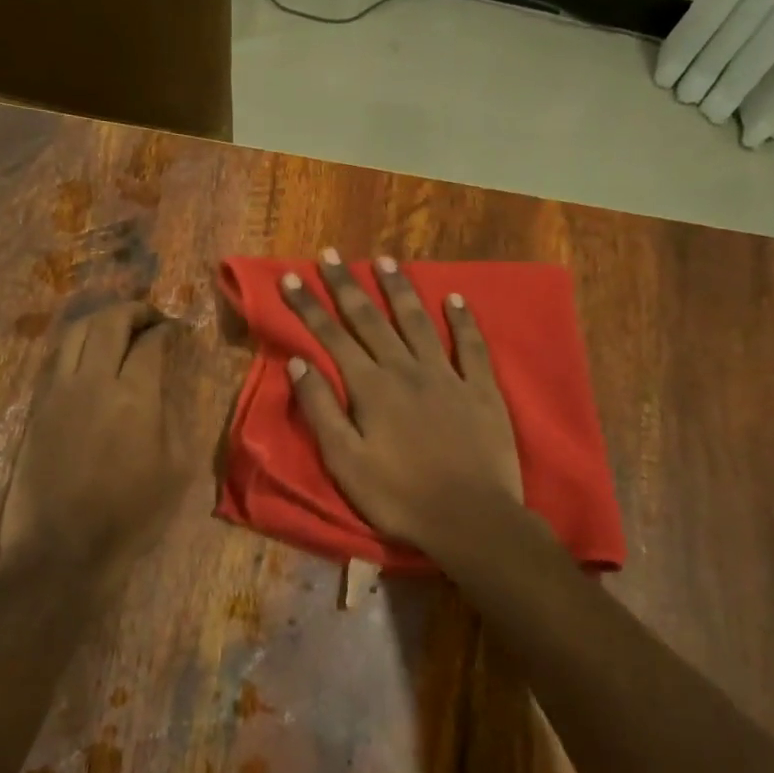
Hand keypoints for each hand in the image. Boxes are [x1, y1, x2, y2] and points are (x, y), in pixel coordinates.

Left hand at [0, 301, 187, 573]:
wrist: (63, 549)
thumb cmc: (131, 515)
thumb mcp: (175, 469)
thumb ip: (172, 416)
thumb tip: (164, 386)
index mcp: (134, 397)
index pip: (151, 342)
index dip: (168, 329)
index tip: (179, 331)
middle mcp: (93, 381)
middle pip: (109, 322)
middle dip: (134, 311)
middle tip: (151, 318)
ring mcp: (59, 391)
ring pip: (76, 332)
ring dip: (102, 320)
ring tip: (119, 328)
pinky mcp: (38, 407)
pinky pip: (58, 358)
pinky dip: (78, 344)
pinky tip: (91, 356)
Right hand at [282, 252, 521, 557]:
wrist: (470, 518)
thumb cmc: (399, 496)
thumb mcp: (345, 461)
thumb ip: (321, 410)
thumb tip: (299, 363)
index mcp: (371, 388)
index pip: (332, 337)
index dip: (309, 306)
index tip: (292, 278)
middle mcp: (406, 370)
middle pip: (371, 319)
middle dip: (347, 286)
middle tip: (331, 255)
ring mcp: (447, 376)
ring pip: (418, 322)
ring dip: (399, 290)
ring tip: (384, 260)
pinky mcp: (481, 390)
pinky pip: (471, 346)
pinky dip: (463, 320)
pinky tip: (455, 298)